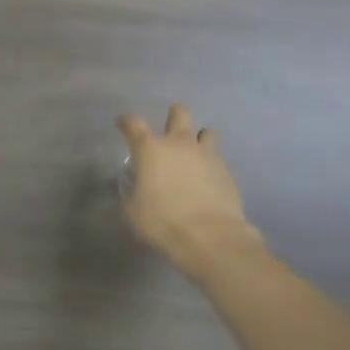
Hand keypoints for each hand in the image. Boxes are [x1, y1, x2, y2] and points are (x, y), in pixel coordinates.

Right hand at [117, 104, 261, 276]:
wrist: (210, 237)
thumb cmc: (163, 221)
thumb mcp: (133, 210)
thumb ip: (133, 191)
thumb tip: (137, 186)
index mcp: (151, 149)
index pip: (134, 124)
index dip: (126, 121)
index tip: (123, 123)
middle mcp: (179, 144)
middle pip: (179, 113)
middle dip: (174, 116)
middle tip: (169, 131)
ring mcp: (207, 155)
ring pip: (207, 132)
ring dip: (199, 138)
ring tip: (195, 154)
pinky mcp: (226, 171)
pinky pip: (218, 158)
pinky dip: (211, 164)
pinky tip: (208, 180)